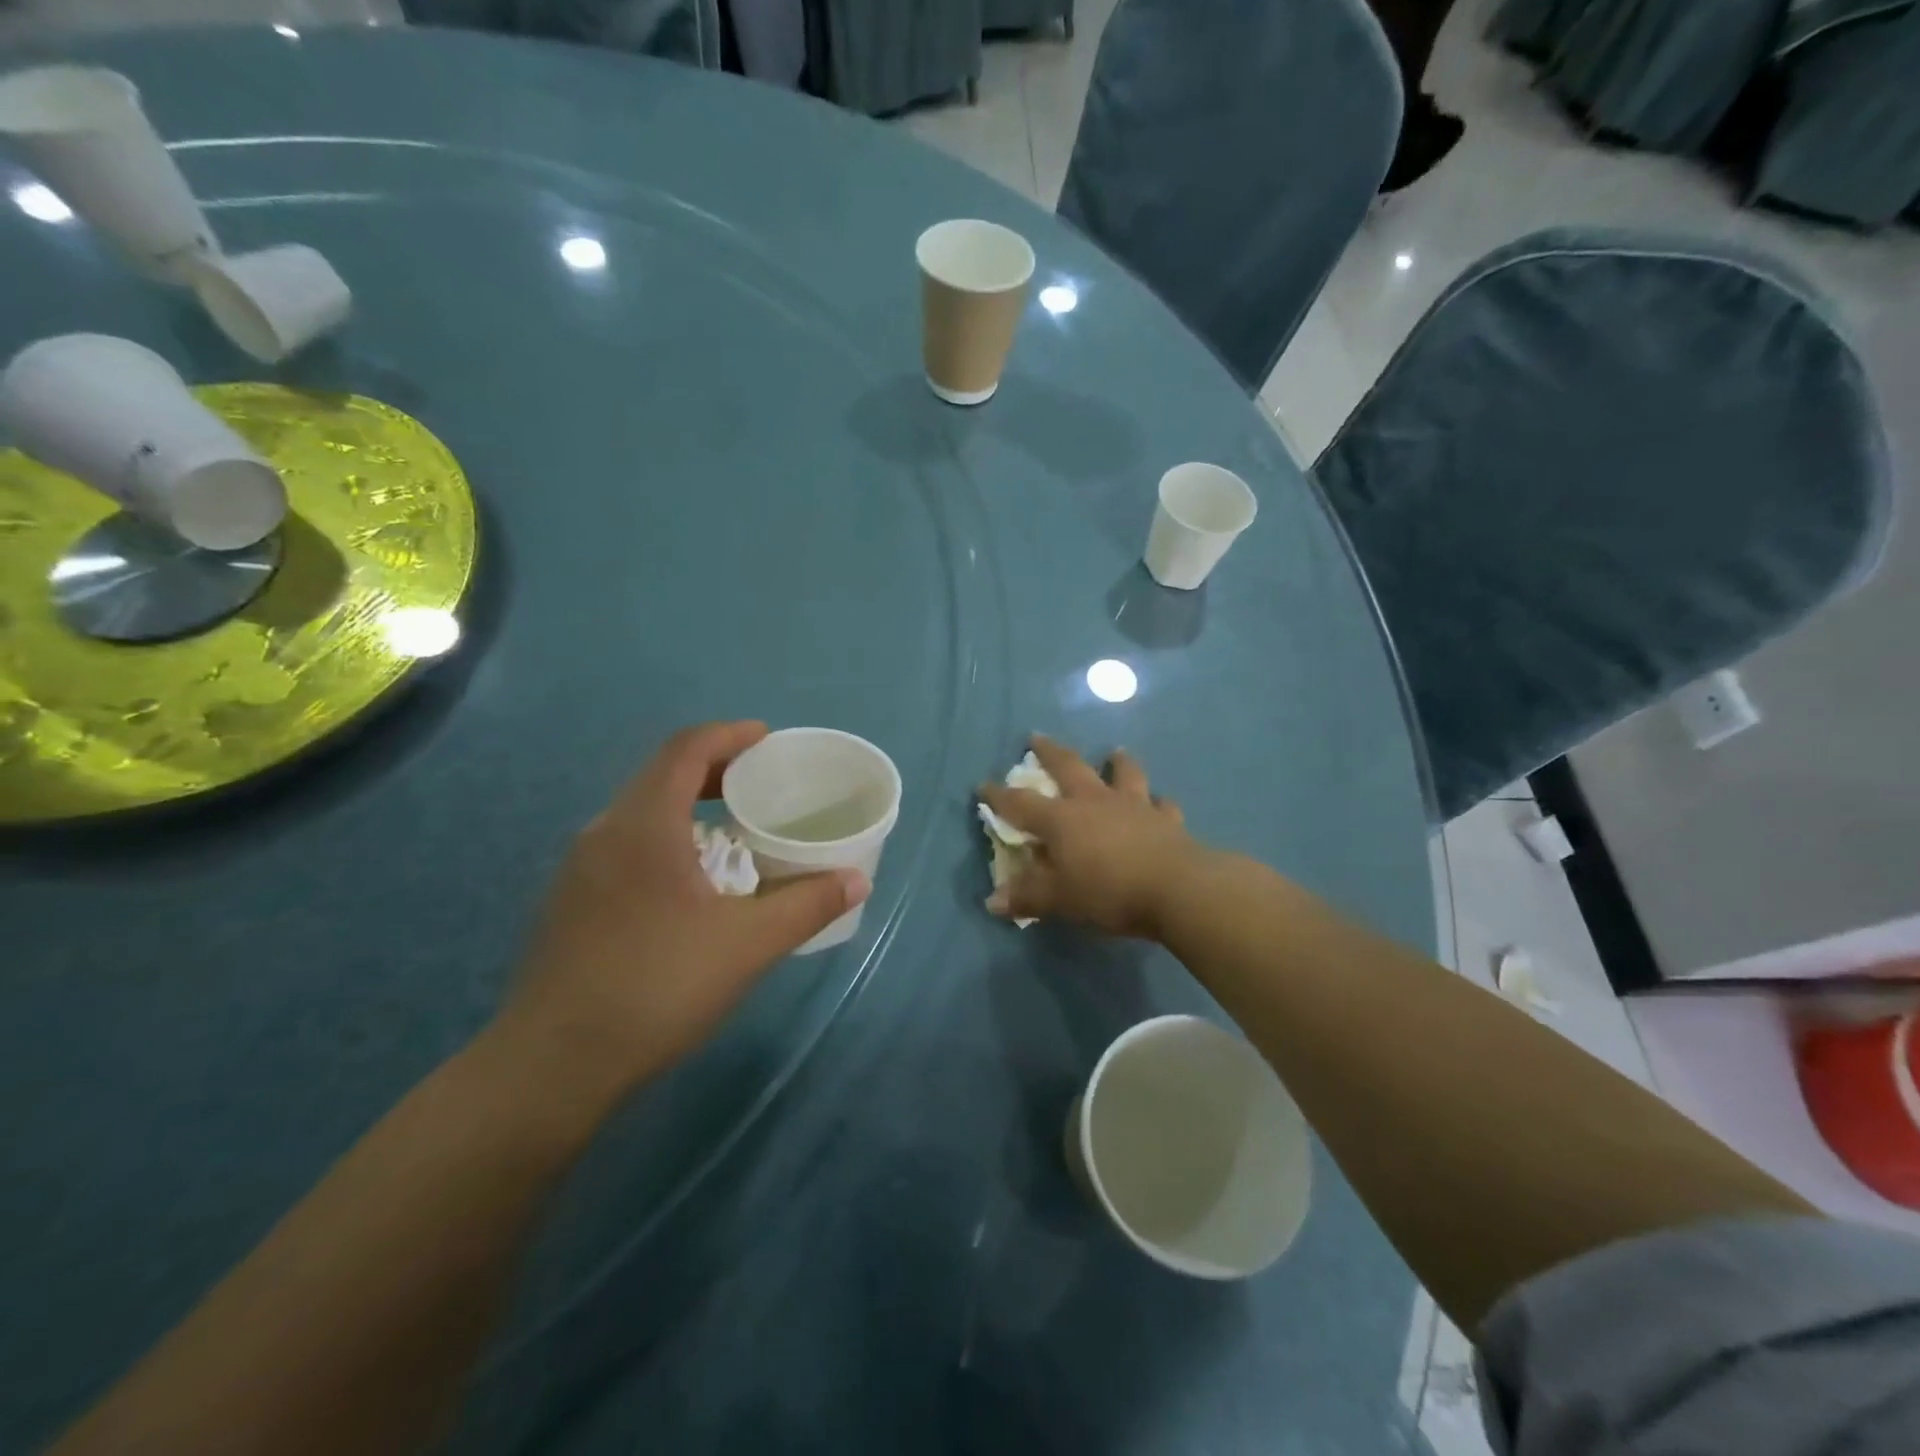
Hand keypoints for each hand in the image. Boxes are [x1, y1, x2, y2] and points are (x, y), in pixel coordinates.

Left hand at [495, 722, 869, 1098]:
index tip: (767, 740)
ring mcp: (580, 869)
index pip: (685, 750)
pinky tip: (691, 882)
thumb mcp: (747, 944)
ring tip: (733, 829)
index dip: (729, 735)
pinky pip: (626, 845)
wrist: (552, 1066)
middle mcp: (604, 832)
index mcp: (643, 825)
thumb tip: (856, 880)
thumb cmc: (655, 987)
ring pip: (640, 812)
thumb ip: (807, 905)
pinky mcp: (570, 903)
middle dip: (713, 768)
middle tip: (760, 783)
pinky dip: (666, 838)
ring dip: (688, 805)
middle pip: (660, 775)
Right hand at [979, 735, 1200, 939]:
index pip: (1021, 803)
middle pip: (1069, 767)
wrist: (1176, 888)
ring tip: (1115, 752)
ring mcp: (1134, 806)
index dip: (999, 795)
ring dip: (1117, 762)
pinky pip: (1162, 804)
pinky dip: (1158, 802)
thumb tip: (992, 901)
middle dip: (1050, 752)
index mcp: (1062, 820)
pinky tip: (1160, 802)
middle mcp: (1095, 802)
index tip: (983, 784)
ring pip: (1123, 774)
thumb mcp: (1060, 900)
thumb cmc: (1108, 892)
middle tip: (1037, 736)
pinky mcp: (1166, 820)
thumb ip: (1027, 896)